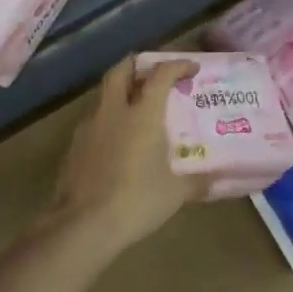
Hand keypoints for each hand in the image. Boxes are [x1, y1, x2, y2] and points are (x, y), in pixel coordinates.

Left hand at [46, 56, 208, 259]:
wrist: (83, 225)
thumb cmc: (136, 201)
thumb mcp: (175, 193)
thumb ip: (197, 182)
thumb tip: (217, 180)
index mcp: (142, 114)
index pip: (160, 74)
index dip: (177, 66)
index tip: (191, 68)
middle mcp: (114, 111)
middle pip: (121, 70)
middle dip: (138, 65)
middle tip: (154, 74)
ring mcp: (89, 127)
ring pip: (104, 94)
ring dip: (120, 92)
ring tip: (137, 108)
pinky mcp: (74, 146)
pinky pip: (94, 120)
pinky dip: (109, 119)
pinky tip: (118, 140)